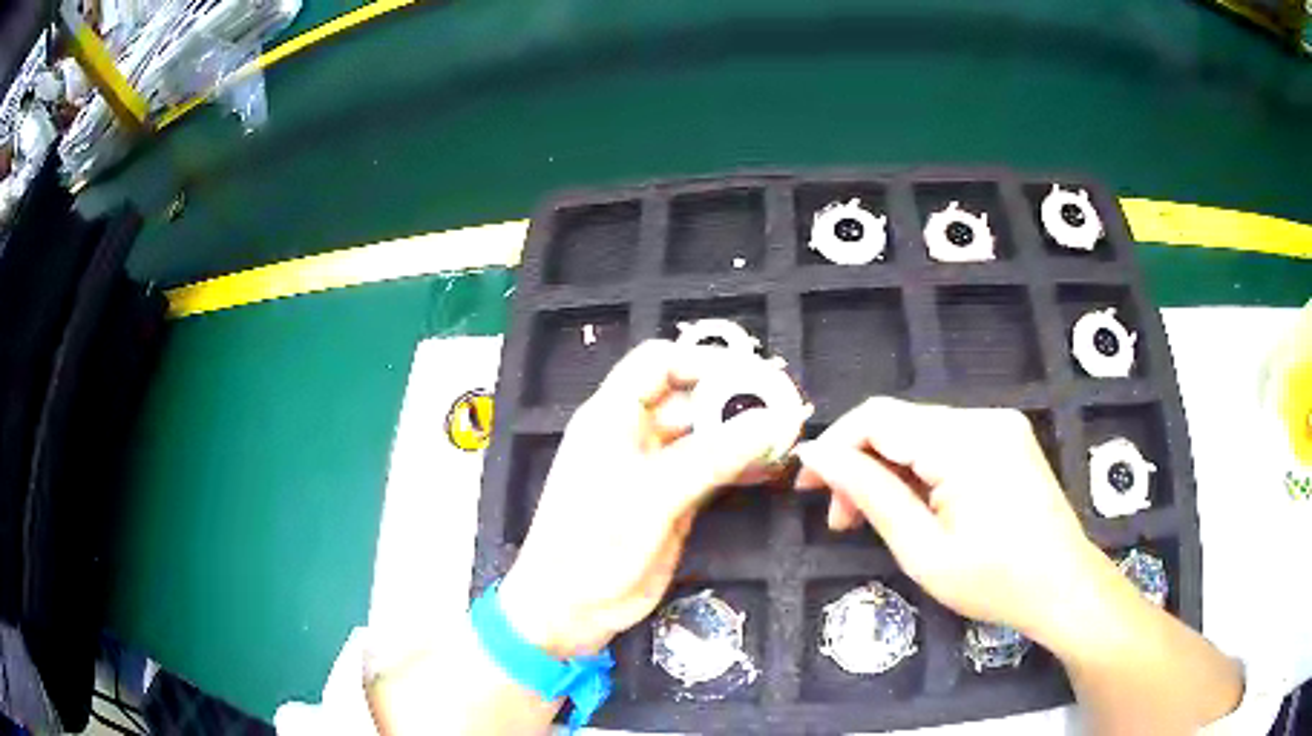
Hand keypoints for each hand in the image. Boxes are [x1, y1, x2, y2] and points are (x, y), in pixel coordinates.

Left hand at [500, 340, 810, 658]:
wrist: (569, 609)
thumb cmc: (593, 545)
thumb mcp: (652, 497)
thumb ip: (712, 457)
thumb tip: (770, 422)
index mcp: (612, 417)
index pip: (658, 363)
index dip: (703, 361)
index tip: (753, 376)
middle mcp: (635, 434)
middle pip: (691, 397)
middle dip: (737, 399)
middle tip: (787, 408)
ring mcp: (656, 469)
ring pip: (706, 435)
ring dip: (744, 434)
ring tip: (789, 436)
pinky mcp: (673, 500)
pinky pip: (712, 470)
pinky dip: (740, 465)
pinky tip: (771, 468)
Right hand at [794, 397, 1111, 644]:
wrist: (1064, 587)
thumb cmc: (994, 582)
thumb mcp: (922, 550)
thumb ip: (870, 494)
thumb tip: (817, 456)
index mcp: (963, 442)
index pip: (877, 418)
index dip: (834, 445)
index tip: (807, 487)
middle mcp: (983, 418)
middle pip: (899, 424)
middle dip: (861, 467)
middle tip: (842, 520)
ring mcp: (999, 425)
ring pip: (921, 433)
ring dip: (889, 471)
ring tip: (875, 519)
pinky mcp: (1007, 438)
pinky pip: (947, 441)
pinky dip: (920, 470)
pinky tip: (917, 506)